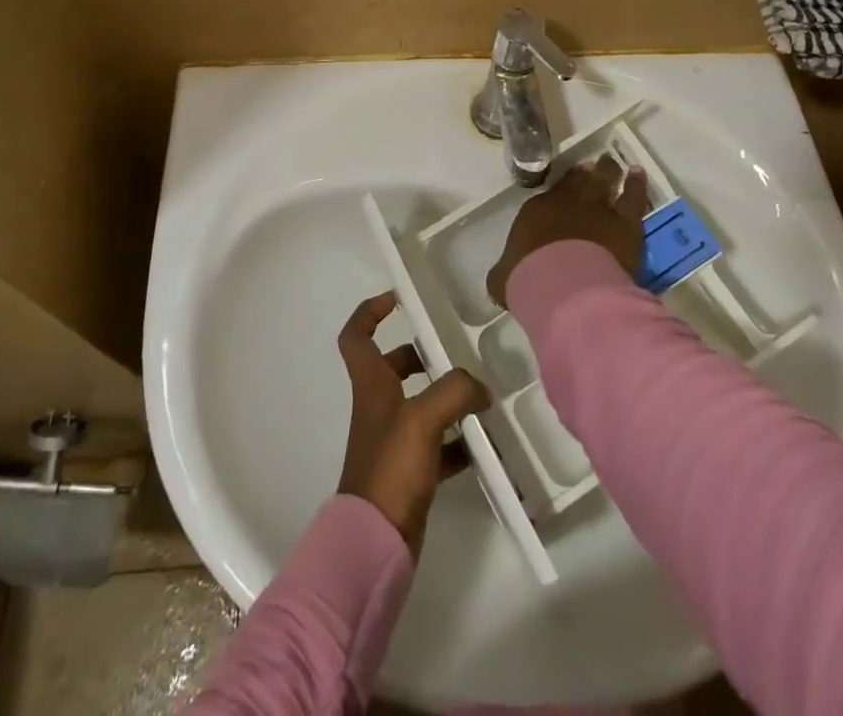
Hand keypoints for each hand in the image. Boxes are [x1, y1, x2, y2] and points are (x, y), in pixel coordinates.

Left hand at [336, 291, 490, 553]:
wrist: (375, 544)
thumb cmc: (390, 468)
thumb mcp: (423, 418)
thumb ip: (455, 391)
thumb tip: (481, 388)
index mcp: (371, 385)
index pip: (356, 336)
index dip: (370, 312)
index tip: (398, 298)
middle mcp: (378, 407)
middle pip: (394, 366)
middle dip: (424, 356)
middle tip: (457, 353)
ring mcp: (394, 441)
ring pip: (420, 404)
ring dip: (447, 399)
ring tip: (482, 397)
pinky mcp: (410, 472)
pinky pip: (438, 445)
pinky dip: (460, 442)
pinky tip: (486, 447)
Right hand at [486, 153, 648, 309]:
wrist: (566, 288)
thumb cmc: (529, 281)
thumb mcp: (504, 279)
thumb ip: (505, 272)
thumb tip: (501, 278)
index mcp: (538, 211)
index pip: (552, 192)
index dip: (562, 185)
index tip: (570, 180)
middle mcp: (569, 203)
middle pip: (580, 179)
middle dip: (587, 172)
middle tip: (594, 164)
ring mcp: (599, 210)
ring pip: (606, 180)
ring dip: (609, 170)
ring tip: (612, 163)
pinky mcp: (626, 224)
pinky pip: (634, 197)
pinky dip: (637, 185)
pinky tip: (638, 174)